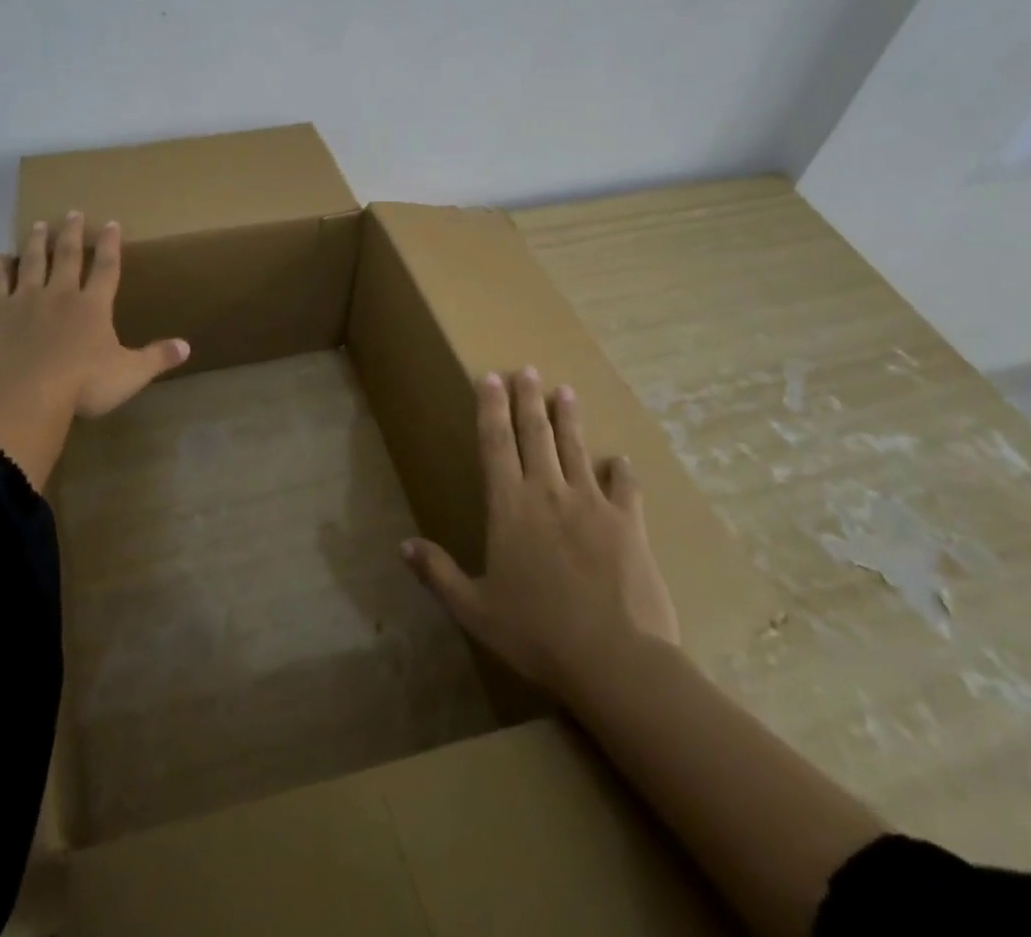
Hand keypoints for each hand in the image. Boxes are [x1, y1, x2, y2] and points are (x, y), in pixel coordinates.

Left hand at [0, 212, 189, 489]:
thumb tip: (187, 346)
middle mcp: (61, 294)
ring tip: (39, 225)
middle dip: (72, 234)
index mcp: (94, 306)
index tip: (111, 223)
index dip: (110, 245)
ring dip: (37, 243)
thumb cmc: (82, 385)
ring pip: (32, 262)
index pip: (106, 268)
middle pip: (67, 256)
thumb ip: (157, 357)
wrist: (25, 394)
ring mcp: (25, 299)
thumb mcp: (130, 374)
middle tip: (72, 213)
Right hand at [402, 367, 678, 698]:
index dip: (491, 408)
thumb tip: (403, 545)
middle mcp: (548, 493)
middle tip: (526, 370)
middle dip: (528, 399)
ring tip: (565, 391)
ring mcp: (592, 504)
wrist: (614, 659)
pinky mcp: (628, 524)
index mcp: (509, 507)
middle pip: (536, 434)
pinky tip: (620, 459)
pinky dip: (621, 470)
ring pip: (576, 448)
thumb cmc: (536, 634)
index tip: (490, 378)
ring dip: (569, 418)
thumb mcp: (475, 609)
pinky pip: (624, 487)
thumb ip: (438, 573)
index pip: (495, 443)